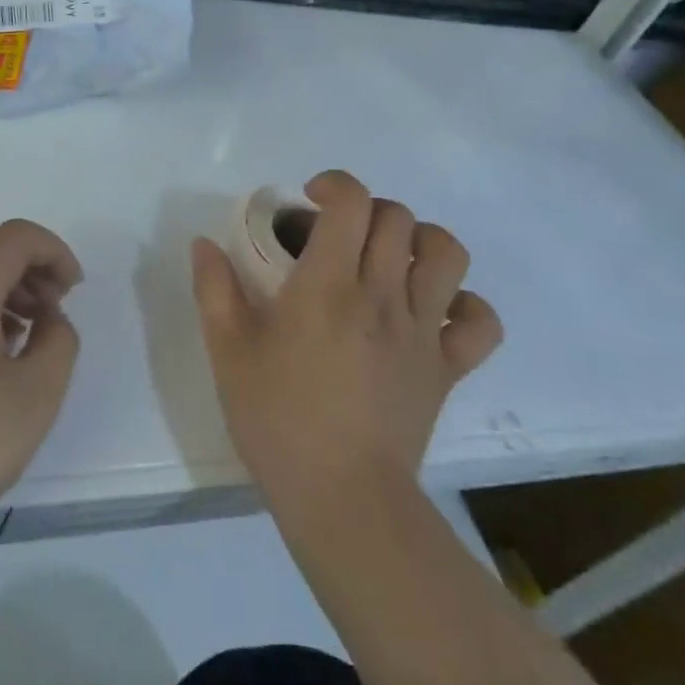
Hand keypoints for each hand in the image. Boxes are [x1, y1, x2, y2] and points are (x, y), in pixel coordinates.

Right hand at [190, 171, 501, 520]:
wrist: (343, 499)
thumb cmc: (277, 421)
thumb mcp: (228, 353)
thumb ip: (214, 289)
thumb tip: (204, 243)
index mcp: (327, 286)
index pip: (352, 203)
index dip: (335, 184)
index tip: (310, 202)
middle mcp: (381, 296)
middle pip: (398, 218)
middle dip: (368, 211)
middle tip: (340, 236)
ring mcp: (421, 332)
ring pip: (447, 254)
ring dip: (421, 241)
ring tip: (392, 259)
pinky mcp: (446, 368)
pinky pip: (480, 322)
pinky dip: (464, 305)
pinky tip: (433, 311)